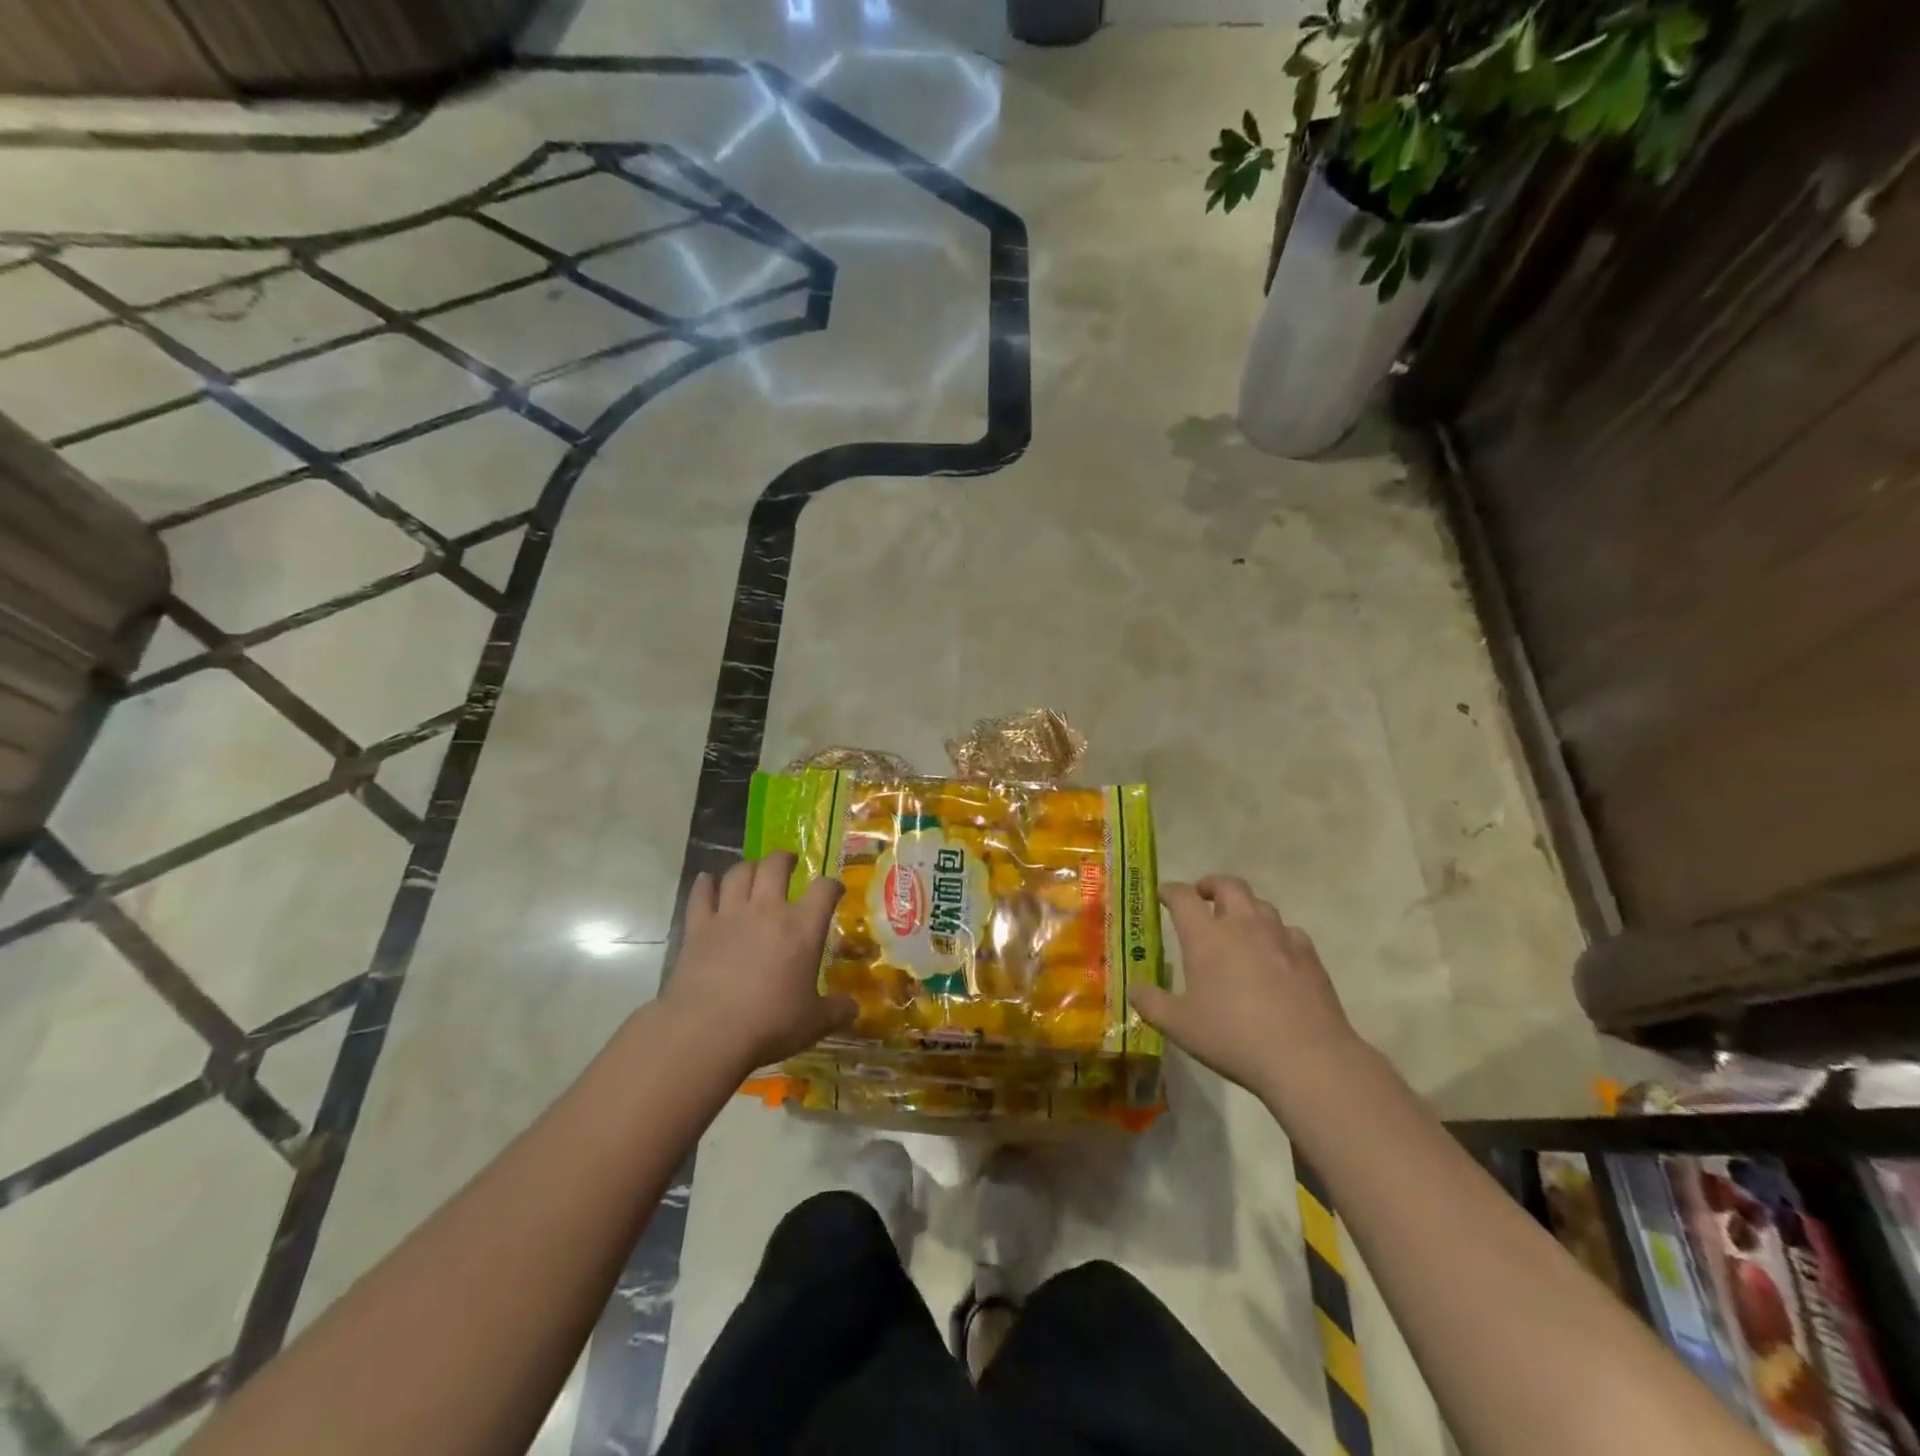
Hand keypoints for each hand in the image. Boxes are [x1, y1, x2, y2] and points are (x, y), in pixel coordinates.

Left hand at [660, 852, 855, 1074]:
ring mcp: (729, 915)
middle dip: (784, 859)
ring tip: (753, 871)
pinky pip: (701, 895)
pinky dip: (705, 884)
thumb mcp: (813, 1023)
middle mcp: (767, 910)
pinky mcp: (698, 928)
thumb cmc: (769, 1024)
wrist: (707, 1031)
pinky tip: (707, 880)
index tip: (834, 890)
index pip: (824, 890)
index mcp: (802, 928)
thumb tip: (853, 1008)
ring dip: (748, 867)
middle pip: (775, 866)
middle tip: (788, 862)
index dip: (832, 886)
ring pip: (739, 874)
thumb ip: (836, 1011)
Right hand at [1128, 875, 1360, 1098]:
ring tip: (1237, 926)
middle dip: (1211, 885)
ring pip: (1260, 904)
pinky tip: (1274, 955)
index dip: (1170, 891)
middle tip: (1202, 898)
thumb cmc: (1233, 1037)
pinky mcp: (1309, 956)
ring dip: (1244, 907)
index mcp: (1206, 936)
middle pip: (1228, 885)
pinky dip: (1276, 935)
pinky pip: (1289, 932)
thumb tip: (1133, 988)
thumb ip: (1150, 1003)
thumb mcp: (1178, 1026)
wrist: (1306, 1058)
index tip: (1162, 896)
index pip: (1183, 896)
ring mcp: (1280, 937)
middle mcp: (1243, 925)